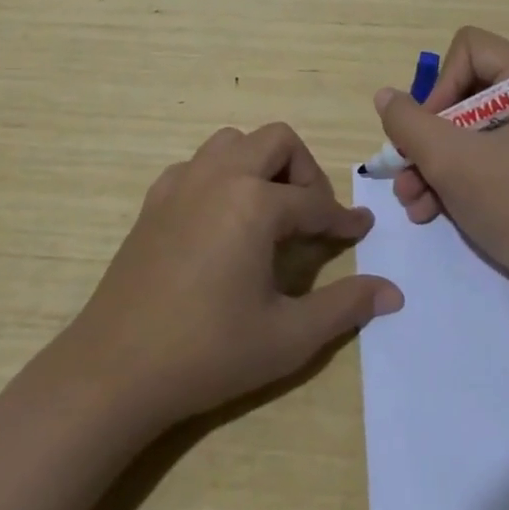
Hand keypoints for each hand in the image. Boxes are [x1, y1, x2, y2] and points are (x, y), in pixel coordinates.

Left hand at [61, 123, 403, 425]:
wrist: (115, 369)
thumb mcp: (288, 336)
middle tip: (311, 216)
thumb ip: (344, 307)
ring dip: (260, 164)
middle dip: (304, 171)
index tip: (361, 229)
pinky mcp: (154, 199)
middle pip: (276, 141)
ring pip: (233, 142)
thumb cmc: (208, 352)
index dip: (342, 218)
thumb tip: (393, 293)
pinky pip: (198, 164)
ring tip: (268, 211)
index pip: (314, 201)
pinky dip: (221, 176)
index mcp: (255, 203)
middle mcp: (219, 176)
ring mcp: (181, 183)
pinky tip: (221, 219)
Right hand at [374, 26, 508, 294]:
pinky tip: (428, 210)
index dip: (441, 84)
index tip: (430, 130)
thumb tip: (386, 97)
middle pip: (462, 92)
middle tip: (406, 169)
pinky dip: (451, 177)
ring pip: (464, 129)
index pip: (470, 50)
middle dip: (427, 136)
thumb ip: (409, 123)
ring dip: (431, 162)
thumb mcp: (450, 162)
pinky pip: (480, 154)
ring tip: (411, 200)